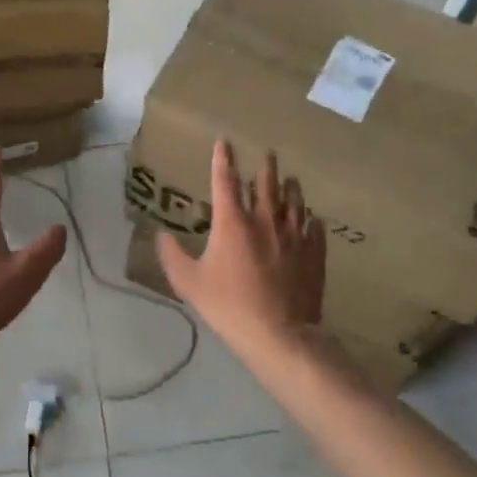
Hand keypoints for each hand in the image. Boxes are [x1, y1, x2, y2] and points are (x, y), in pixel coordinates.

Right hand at [155, 141, 324, 355]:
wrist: (280, 334)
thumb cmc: (229, 305)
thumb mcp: (189, 283)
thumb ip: (173, 256)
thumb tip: (161, 235)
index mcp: (232, 221)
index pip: (225, 180)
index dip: (223, 159)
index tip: (224, 142)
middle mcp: (264, 219)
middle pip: (267, 184)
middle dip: (266, 167)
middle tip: (268, 154)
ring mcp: (293, 235)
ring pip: (294, 201)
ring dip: (291, 187)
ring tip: (292, 179)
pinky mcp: (313, 253)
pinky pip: (314, 229)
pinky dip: (311, 220)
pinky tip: (313, 219)